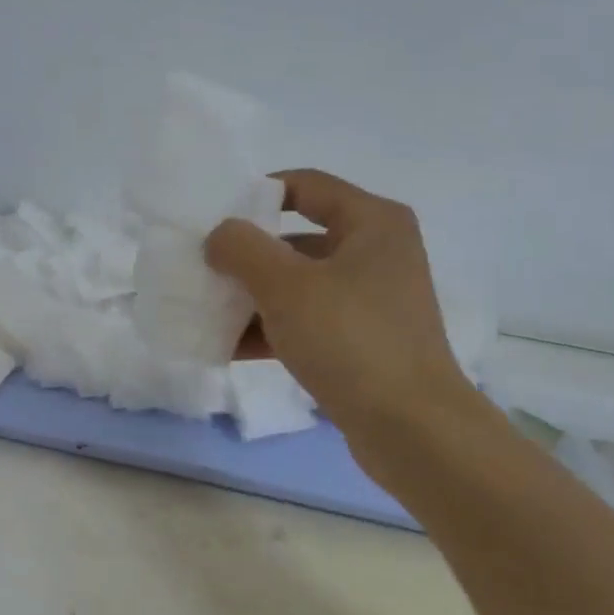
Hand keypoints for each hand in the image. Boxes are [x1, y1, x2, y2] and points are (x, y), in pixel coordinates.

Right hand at [205, 170, 475, 478]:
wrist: (412, 429)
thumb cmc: (351, 340)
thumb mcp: (287, 286)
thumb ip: (243, 249)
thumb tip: (220, 236)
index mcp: (371, 222)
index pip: (304, 185)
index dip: (256, 195)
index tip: (214, 219)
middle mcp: (375, 253)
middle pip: (296, 239)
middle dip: (246, 256)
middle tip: (202, 269)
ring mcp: (369, 301)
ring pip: (298, 285)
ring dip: (252, 298)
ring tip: (205, 311)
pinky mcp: (361, 342)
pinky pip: (306, 322)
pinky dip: (271, 330)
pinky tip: (228, 347)